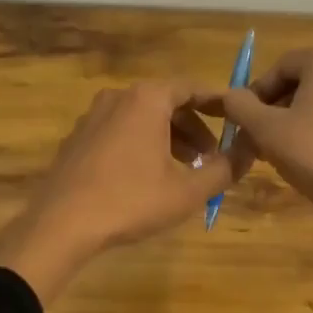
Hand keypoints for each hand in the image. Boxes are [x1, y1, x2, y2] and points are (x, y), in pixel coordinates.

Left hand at [0, 80, 244, 302]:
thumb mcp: (188, 191)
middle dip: (194, 129)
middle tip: (211, 158)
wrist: (61, 224)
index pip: (192, 88)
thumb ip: (225, 168)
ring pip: (142, 119)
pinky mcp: (77, 139)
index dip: (218, 103)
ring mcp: (92, 117)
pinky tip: (148, 179)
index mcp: (147, 99)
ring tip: (184, 172)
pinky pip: (120, 132)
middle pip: (167, 103)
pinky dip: (142, 146)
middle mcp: (118, 97)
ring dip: (169, 139)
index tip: (238, 119)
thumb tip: (250, 150)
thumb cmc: (130, 201)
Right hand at [196, 48, 312, 255]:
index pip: (278, 68)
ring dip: (289, 124)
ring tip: (273, 154)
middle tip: (254, 141)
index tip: (241, 123)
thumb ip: (241, 106)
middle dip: (271, 111)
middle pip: (298, 85)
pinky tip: (302, 160)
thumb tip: (227, 95)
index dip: (254, 94)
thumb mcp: (266, 130)